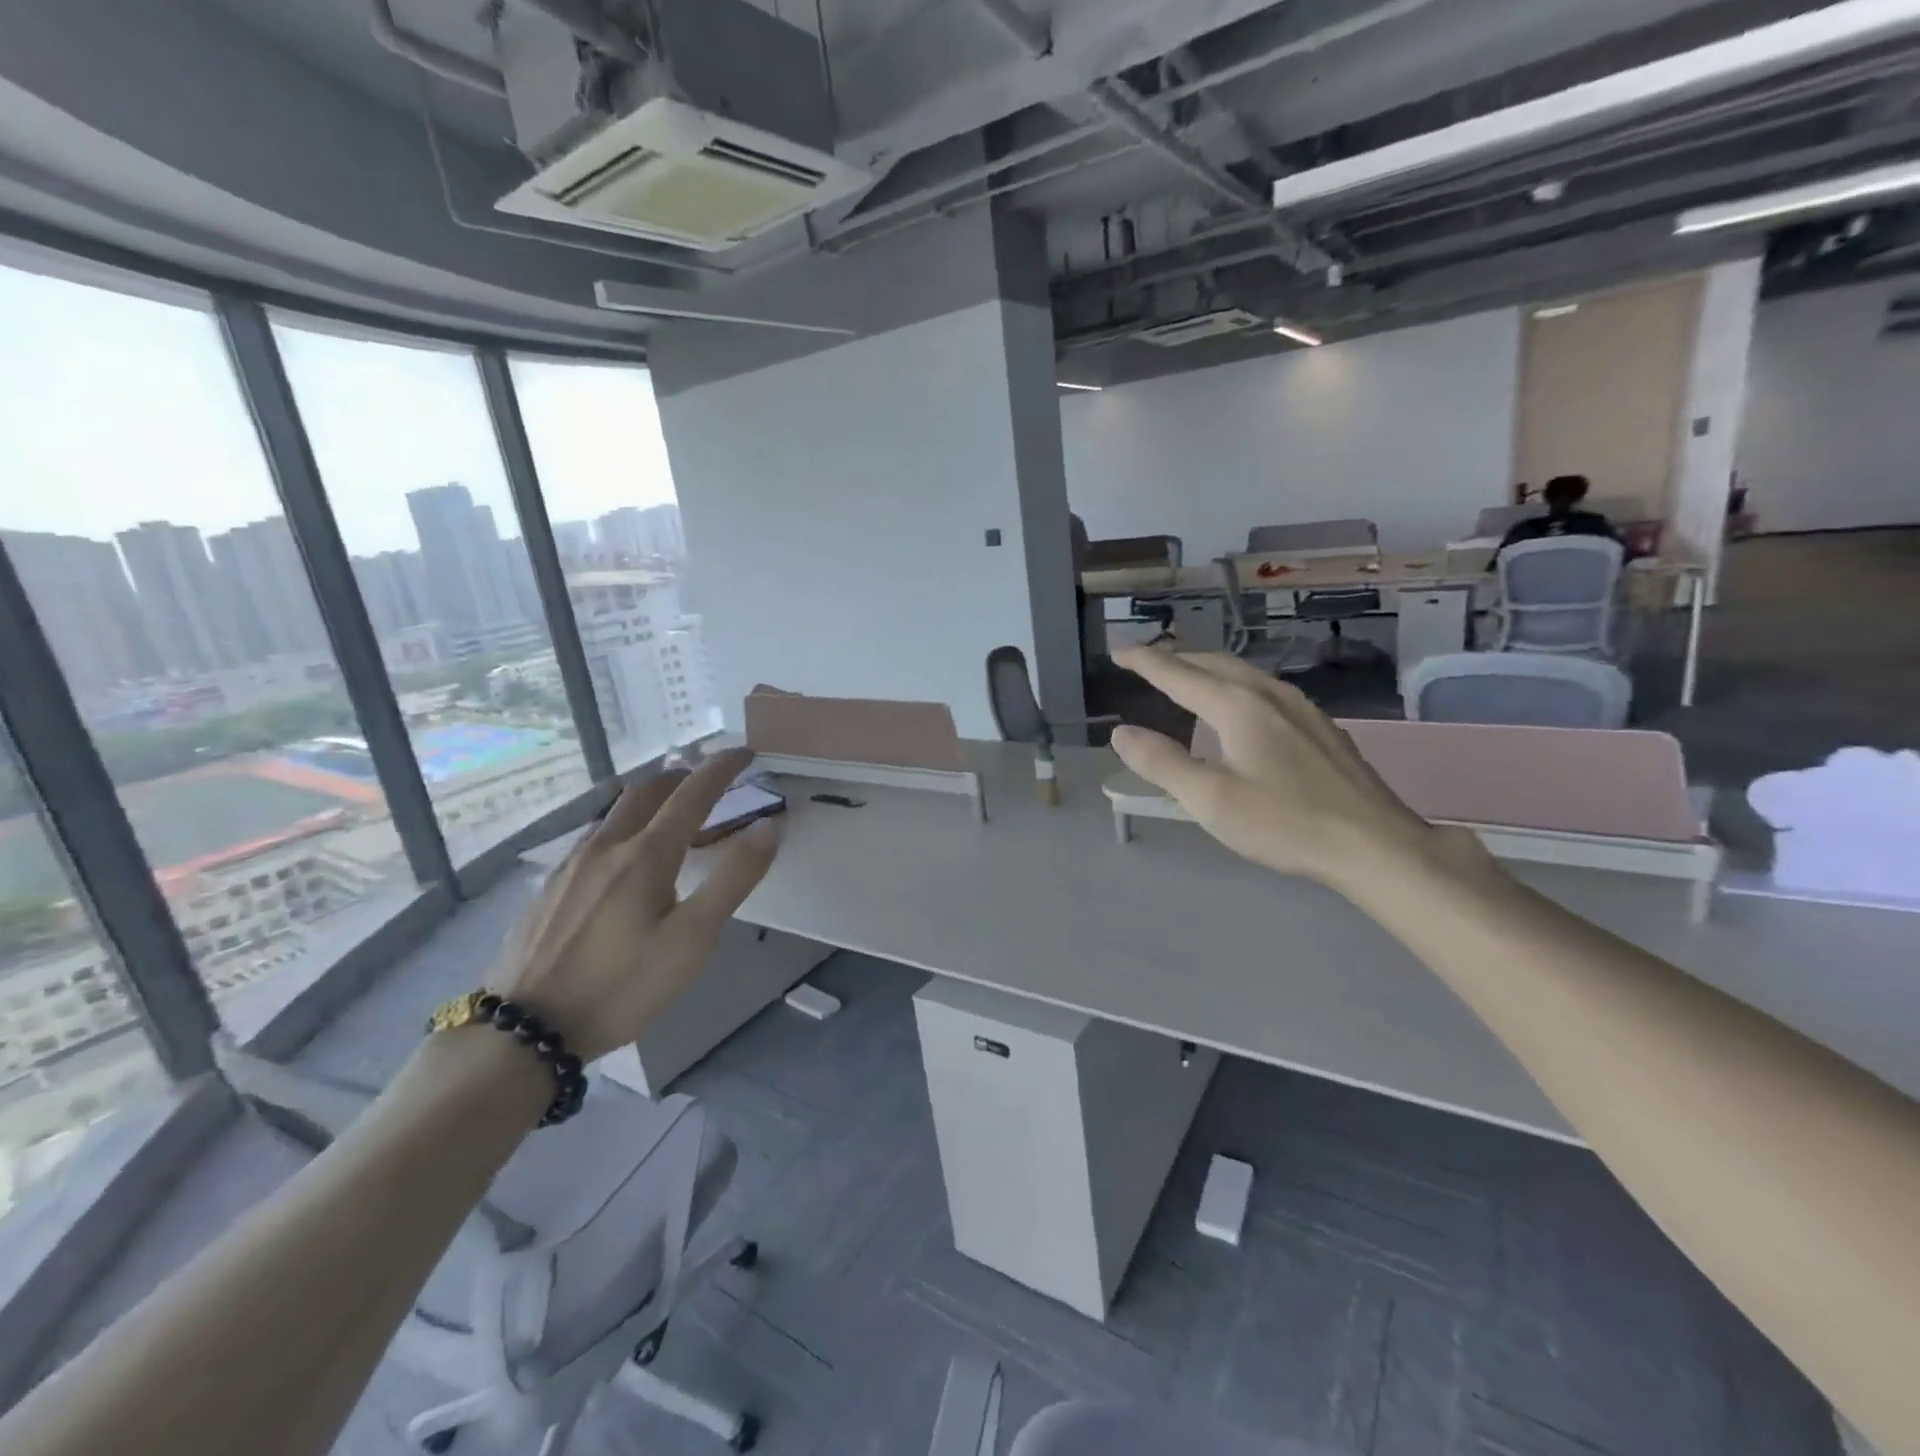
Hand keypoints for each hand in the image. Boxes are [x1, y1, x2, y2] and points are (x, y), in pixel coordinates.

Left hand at [487, 748, 777, 1060]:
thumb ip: (733, 879)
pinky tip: (619, 856)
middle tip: (705, 778)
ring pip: (613, 812)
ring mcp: (570, 866)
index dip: (722, 767)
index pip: (693, 793)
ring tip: (667, 811)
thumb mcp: (693, 940)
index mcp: (646, 855)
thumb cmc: (621, 986)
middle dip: (680, 775)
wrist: (523, 1032)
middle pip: (645, 791)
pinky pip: (592, 837)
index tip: (744, 752)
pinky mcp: (548, 889)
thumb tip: (767, 826)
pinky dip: (621, 826)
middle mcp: (606, 847)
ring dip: (647, 799)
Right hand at [1110, 647, 1459, 890]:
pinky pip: (1264, 690)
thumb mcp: (1210, 799)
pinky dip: (1234, 687)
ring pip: (1243, 674)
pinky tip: (1240, 708)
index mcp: (1238, 706)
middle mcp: (1269, 694)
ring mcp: (1302, 708)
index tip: (1117, 651)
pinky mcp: (1321, 728)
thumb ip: (1162, 763)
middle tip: (1146, 661)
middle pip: (1213, 663)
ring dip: (1207, 669)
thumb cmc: (1285, 823)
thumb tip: (1122, 733)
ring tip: (1186, 677)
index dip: (1144, 661)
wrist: (1376, 845)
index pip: (1178, 674)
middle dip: (1175, 658)